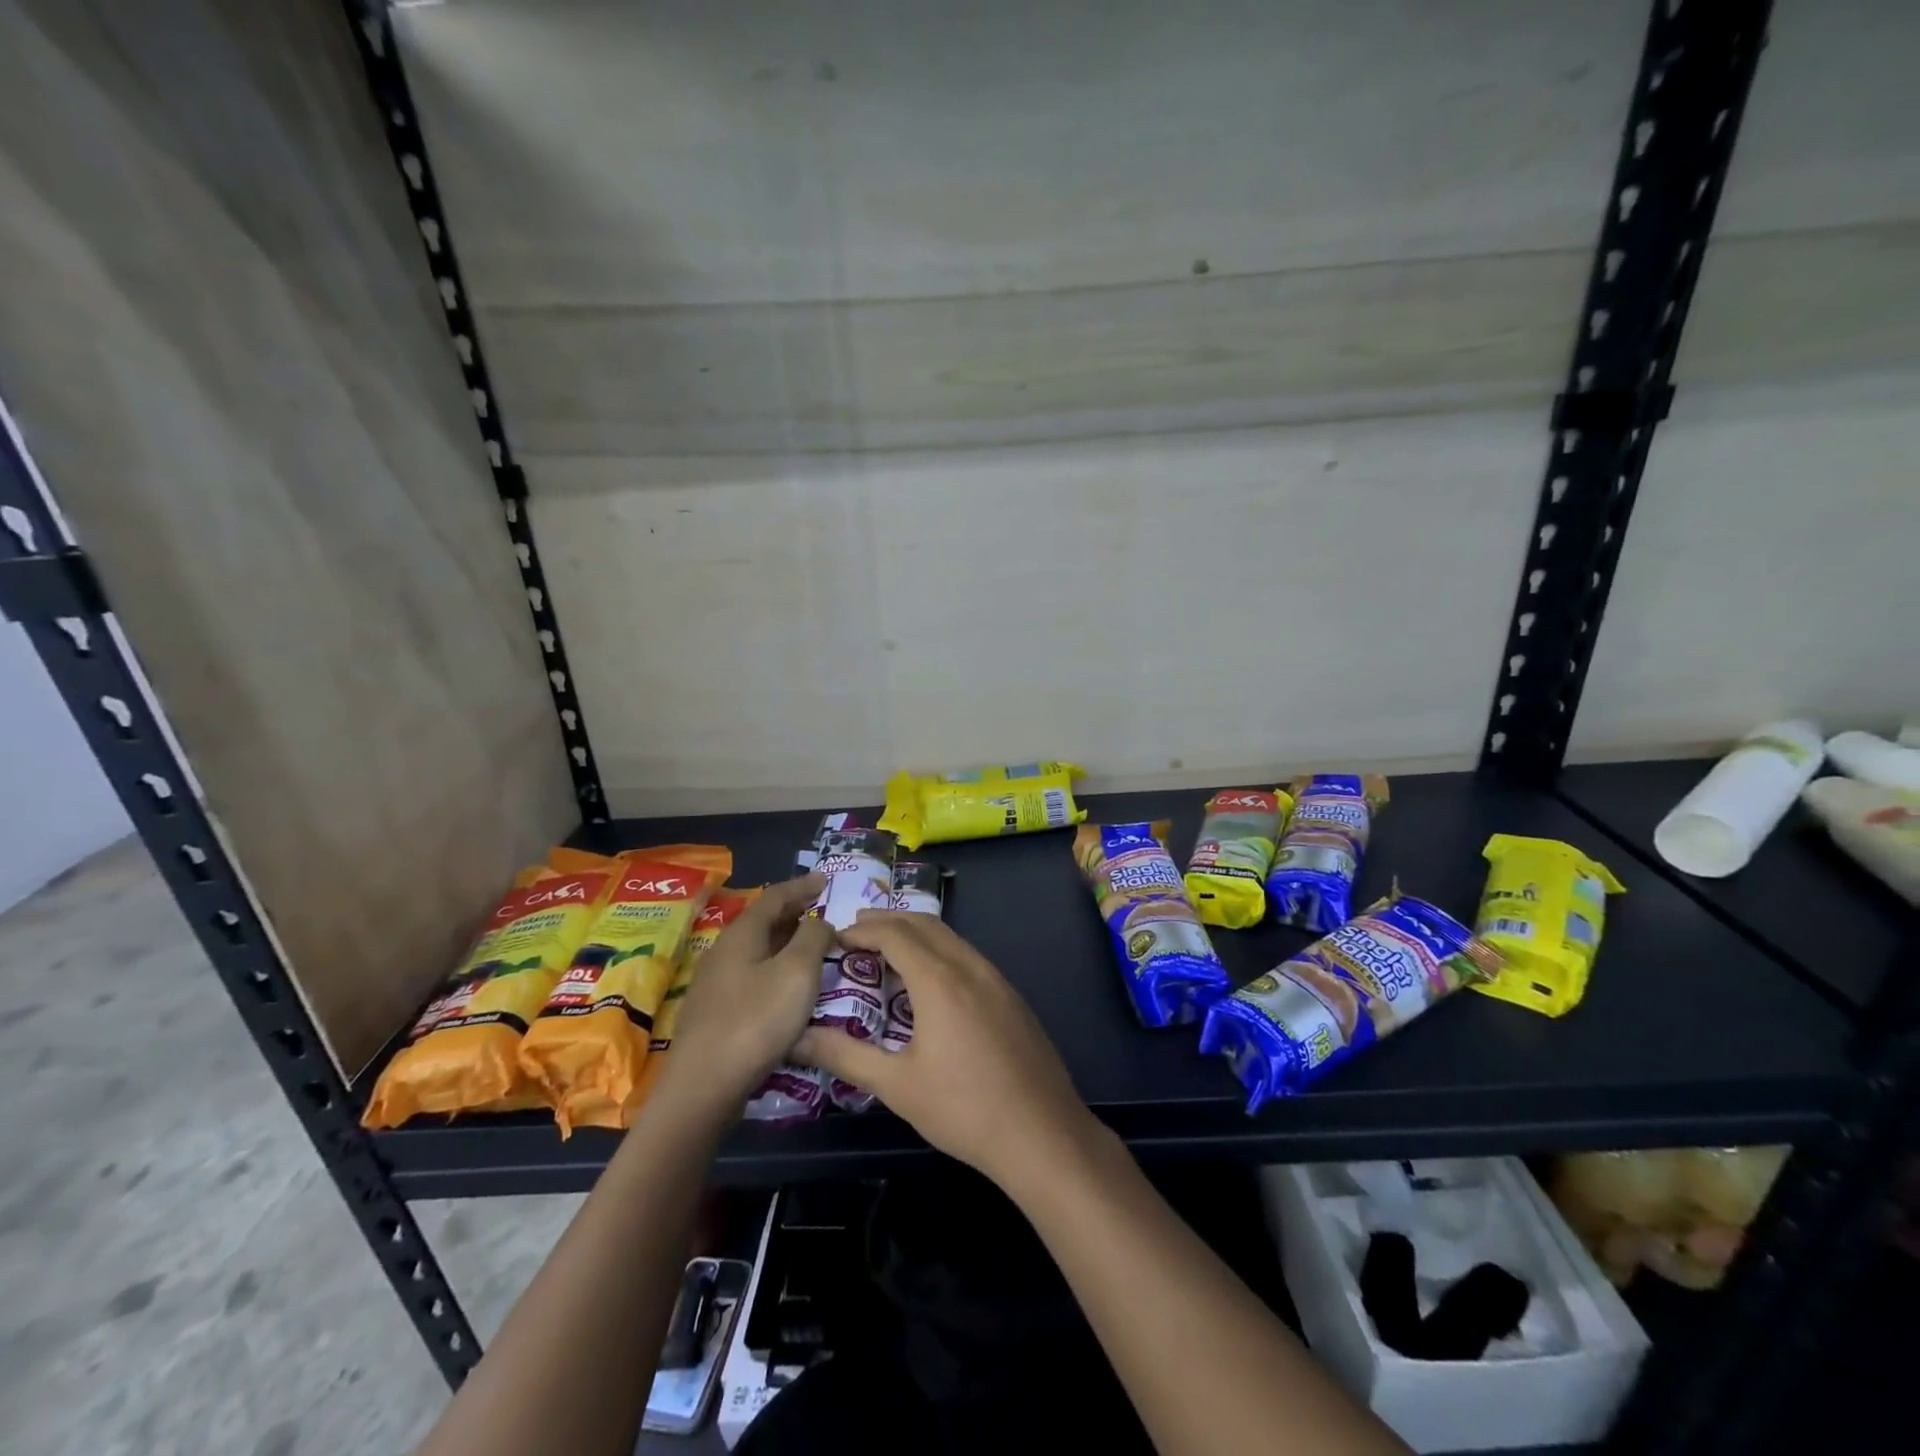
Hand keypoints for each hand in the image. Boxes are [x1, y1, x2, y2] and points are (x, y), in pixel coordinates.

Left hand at [666, 875, 831, 1110]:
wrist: (704, 1086)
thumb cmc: (756, 1021)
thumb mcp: (797, 972)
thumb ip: (813, 938)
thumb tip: (819, 922)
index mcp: (742, 934)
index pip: (775, 896)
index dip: (802, 886)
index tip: (825, 880)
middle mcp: (724, 951)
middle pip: (762, 921)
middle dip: (794, 912)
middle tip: (822, 911)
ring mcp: (716, 983)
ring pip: (757, 949)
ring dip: (785, 942)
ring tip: (811, 947)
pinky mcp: (715, 1012)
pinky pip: (752, 975)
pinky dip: (776, 968)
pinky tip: (788, 987)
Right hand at [794, 911, 1099, 1189]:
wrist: (1043, 1133)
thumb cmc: (964, 1109)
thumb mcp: (897, 1085)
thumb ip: (845, 1056)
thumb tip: (797, 1038)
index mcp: (940, 980)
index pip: (895, 934)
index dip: (863, 930)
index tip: (837, 937)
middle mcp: (970, 967)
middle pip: (925, 924)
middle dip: (889, 920)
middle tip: (857, 930)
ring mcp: (997, 980)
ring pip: (951, 938)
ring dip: (917, 934)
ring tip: (888, 950)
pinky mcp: (1012, 997)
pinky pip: (969, 957)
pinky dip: (941, 951)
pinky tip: (932, 981)